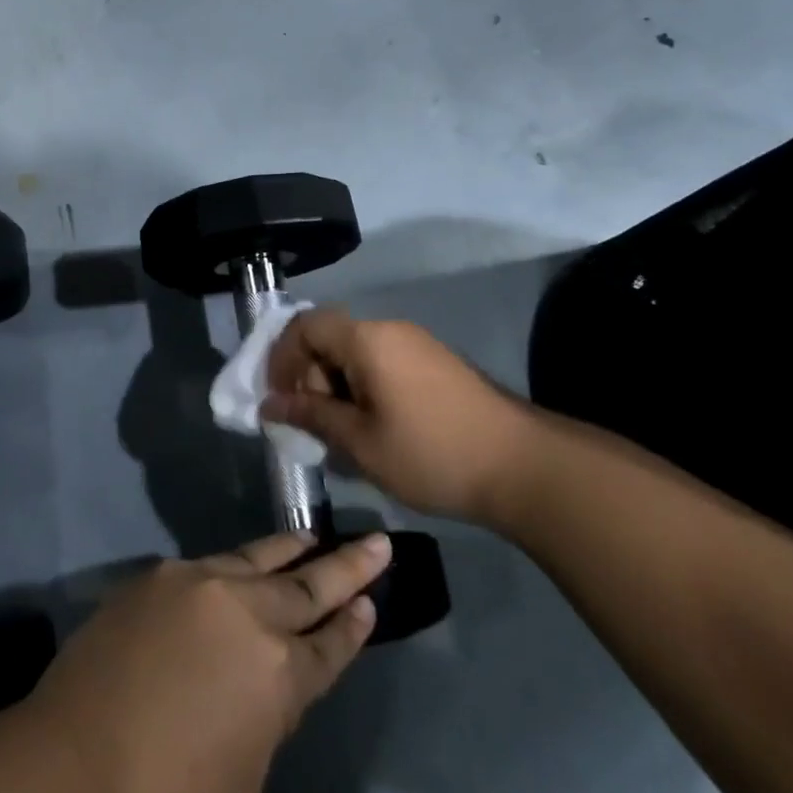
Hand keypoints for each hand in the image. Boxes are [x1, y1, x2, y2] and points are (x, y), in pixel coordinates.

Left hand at [20, 532, 390, 792]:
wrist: (73, 762)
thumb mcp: (244, 777)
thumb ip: (269, 712)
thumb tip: (272, 675)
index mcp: (278, 672)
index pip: (329, 644)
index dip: (353, 625)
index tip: (373, 600)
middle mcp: (246, 612)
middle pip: (306, 585)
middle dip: (346, 567)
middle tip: (376, 542)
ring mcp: (200, 582)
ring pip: (259, 558)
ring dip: (291, 550)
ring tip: (314, 537)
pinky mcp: (161, 574)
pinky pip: (211, 565)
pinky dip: (238, 565)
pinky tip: (245, 566)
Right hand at [261, 308, 535, 526]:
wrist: (524, 467)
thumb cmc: (431, 453)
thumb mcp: (361, 442)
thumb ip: (311, 417)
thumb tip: (268, 406)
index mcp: (366, 338)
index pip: (305, 326)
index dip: (282, 358)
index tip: (279, 400)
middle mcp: (389, 329)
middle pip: (330, 338)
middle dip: (310, 378)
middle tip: (313, 425)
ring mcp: (416, 343)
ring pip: (355, 353)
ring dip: (337, 386)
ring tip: (343, 435)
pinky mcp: (435, 362)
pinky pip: (382, 362)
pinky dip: (364, 388)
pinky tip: (374, 429)